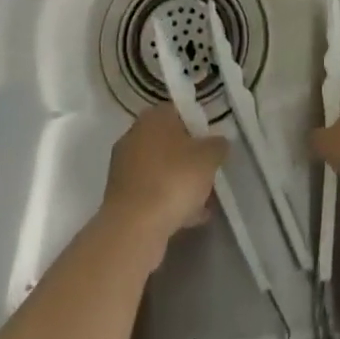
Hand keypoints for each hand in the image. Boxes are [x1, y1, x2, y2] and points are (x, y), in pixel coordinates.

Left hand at [102, 104, 226, 246]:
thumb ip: (218, 145)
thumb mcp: (209, 157)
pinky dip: (167, 202)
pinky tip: (188, 218)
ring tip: (202, 202)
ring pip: (160, 170)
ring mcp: (124, 167)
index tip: (211, 145)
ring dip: (179, 182)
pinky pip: (151, 193)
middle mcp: (134, 135)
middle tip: (207, 173)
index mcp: (154, 117)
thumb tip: (218, 143)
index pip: (179, 111)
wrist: (134, 227)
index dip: (198, 126)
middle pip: (168, 142)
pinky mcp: (120, 197)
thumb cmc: (174, 178)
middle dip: (188, 158)